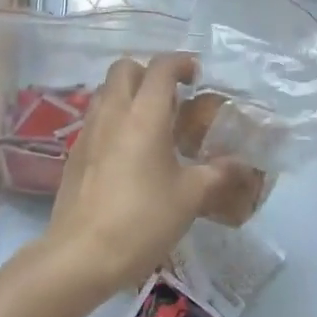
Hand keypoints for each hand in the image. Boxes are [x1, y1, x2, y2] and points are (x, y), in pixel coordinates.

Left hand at [43, 54, 230, 298]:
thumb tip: (242, 164)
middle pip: (125, 68)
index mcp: (144, 114)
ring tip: (152, 123)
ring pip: (106, 91)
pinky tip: (129, 152)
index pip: (161, 67)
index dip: (181, 62)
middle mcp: (113, 112)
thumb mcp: (189, 197)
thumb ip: (217, 174)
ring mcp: (88, 131)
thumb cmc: (142, 220)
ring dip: (128, 94)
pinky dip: (114, 119)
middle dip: (149, 72)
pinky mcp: (75, 152)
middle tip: (172, 97)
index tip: (196, 75)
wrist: (81, 254)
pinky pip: (96, 118)